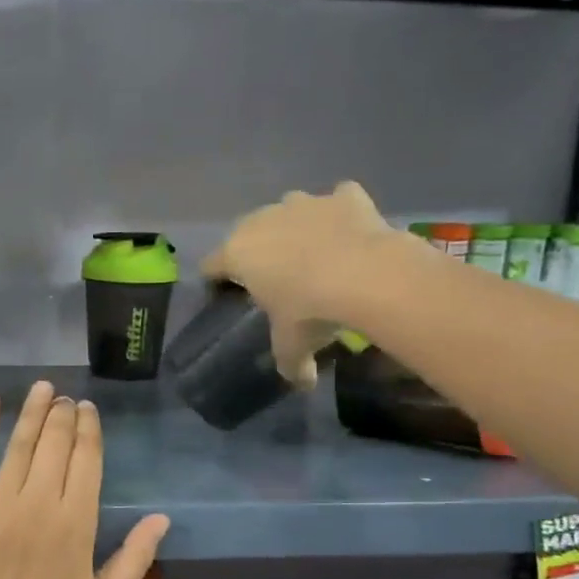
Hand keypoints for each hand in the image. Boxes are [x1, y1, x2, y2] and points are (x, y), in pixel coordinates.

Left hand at [0, 382, 169, 578]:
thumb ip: (136, 558)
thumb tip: (162, 519)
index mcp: (78, 521)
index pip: (88, 459)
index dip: (89, 429)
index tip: (87, 410)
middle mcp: (42, 500)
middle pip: (56, 443)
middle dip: (63, 415)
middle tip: (64, 400)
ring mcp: (0, 499)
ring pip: (21, 441)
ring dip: (33, 410)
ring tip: (42, 388)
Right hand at [203, 182, 402, 386]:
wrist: (366, 275)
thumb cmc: (311, 310)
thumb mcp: (293, 345)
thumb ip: (291, 364)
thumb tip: (302, 383)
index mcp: (237, 254)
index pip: (211, 265)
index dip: (217, 281)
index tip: (228, 296)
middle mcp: (262, 220)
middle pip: (247, 232)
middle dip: (258, 251)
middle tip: (277, 278)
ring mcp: (303, 203)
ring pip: (289, 210)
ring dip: (296, 226)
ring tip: (316, 253)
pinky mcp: (343, 195)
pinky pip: (337, 200)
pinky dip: (341, 212)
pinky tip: (351, 231)